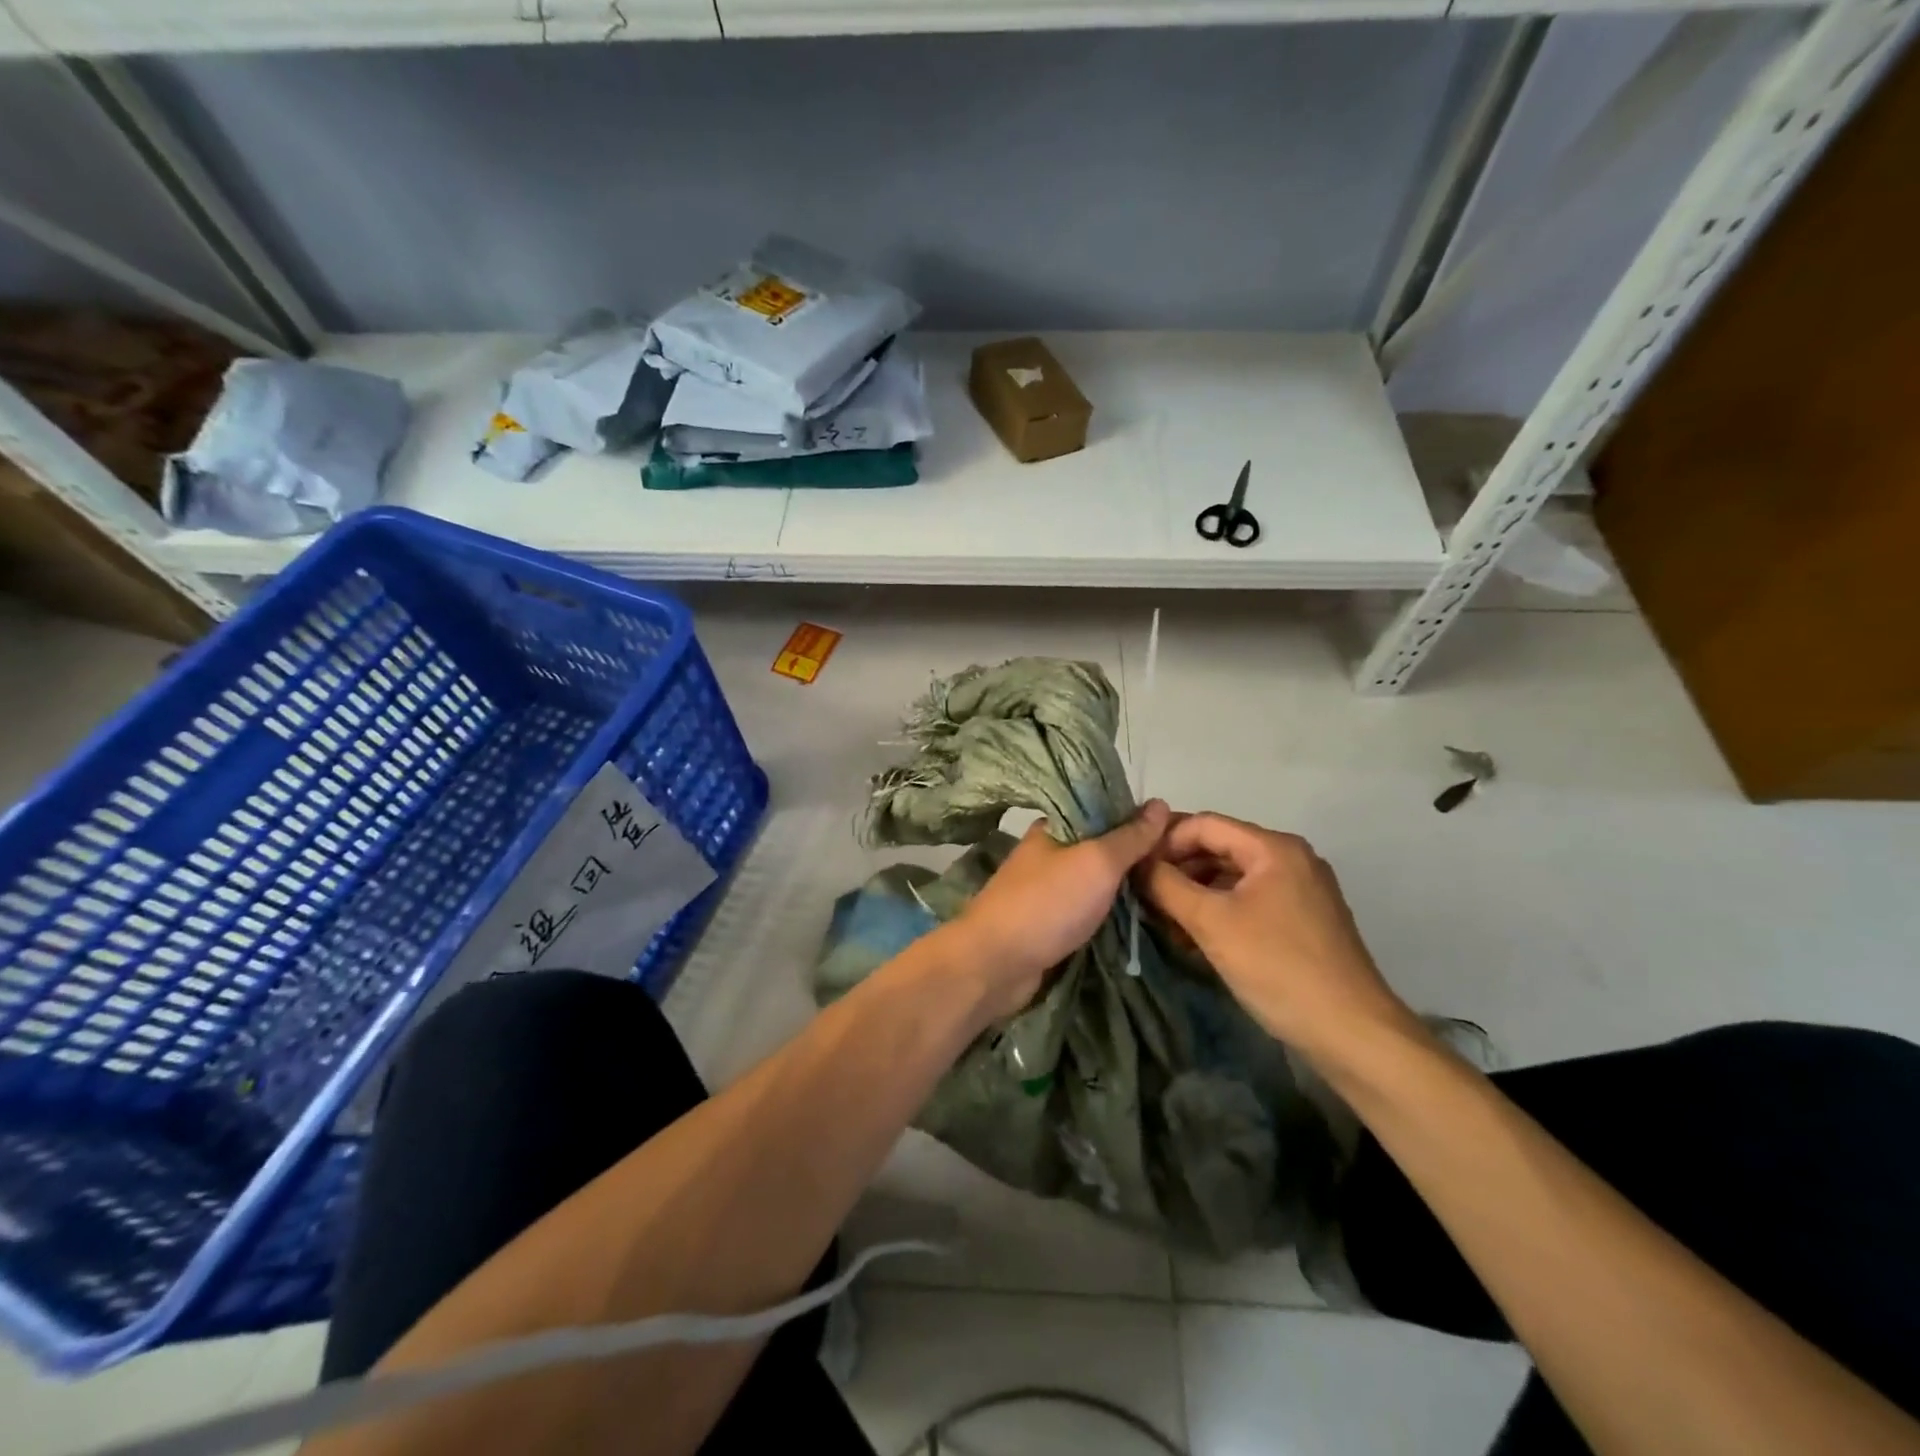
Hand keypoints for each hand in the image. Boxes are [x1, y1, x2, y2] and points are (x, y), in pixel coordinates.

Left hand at [944, 800, 1171, 1021]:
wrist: (996, 964)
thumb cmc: (1047, 904)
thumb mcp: (1097, 862)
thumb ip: (1129, 836)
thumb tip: (1160, 802)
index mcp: (1054, 828)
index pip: (1103, 810)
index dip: (1138, 818)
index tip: (1177, 832)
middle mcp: (1049, 853)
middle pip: (1101, 847)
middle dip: (1136, 856)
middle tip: (1182, 866)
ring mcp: (1047, 890)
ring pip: (1095, 881)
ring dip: (1125, 887)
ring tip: (1171, 891)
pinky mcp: (1049, 923)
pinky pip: (1088, 910)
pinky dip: (1110, 912)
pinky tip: (1140, 917)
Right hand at [1141, 812, 1417, 1059]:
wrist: (1351, 1032)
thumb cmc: (1277, 967)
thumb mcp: (1211, 923)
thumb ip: (1166, 885)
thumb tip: (1135, 862)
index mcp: (1273, 848)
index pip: (1204, 824)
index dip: (1164, 841)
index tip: (1133, 868)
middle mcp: (1291, 858)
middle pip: (1219, 847)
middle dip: (1178, 868)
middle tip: (1142, 894)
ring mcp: (1300, 889)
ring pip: (1232, 876)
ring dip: (1195, 892)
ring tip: (1162, 918)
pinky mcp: (1302, 918)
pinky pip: (1249, 899)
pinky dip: (1219, 909)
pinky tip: (1194, 935)